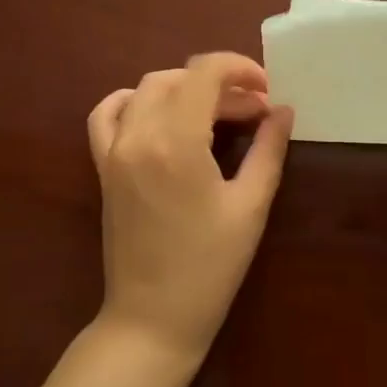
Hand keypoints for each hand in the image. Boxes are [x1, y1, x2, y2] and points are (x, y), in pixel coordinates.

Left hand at [87, 53, 293, 363]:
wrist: (152, 318)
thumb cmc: (209, 267)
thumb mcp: (250, 207)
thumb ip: (268, 150)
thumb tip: (283, 111)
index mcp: (176, 141)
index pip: (204, 73)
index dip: (239, 68)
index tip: (267, 89)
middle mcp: (139, 134)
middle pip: (179, 79)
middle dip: (221, 84)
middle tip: (255, 111)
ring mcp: (114, 150)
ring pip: (146, 90)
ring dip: (183, 88)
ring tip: (215, 111)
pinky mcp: (103, 166)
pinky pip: (106, 115)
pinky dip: (131, 101)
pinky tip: (156, 112)